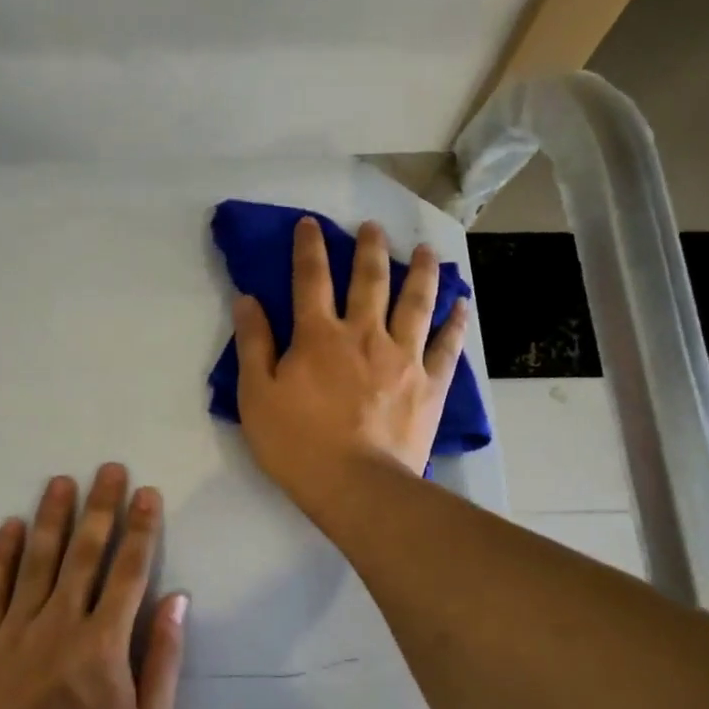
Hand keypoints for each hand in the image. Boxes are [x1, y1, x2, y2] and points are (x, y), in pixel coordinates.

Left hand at [0, 464, 187, 708]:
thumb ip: (164, 658)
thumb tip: (177, 600)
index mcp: (105, 640)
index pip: (129, 569)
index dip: (141, 528)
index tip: (147, 493)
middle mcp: (61, 621)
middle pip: (85, 552)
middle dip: (100, 507)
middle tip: (108, 469)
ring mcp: (16, 630)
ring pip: (37, 560)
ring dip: (51, 517)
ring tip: (61, 481)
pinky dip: (1, 555)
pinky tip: (9, 526)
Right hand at [233, 217, 467, 517]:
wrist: (357, 485)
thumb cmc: (298, 445)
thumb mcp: (256, 396)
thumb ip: (253, 344)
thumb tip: (247, 299)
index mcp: (319, 336)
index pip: (311, 279)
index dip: (308, 247)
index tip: (310, 223)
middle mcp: (364, 334)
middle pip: (370, 280)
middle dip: (370, 248)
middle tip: (373, 227)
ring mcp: (403, 357)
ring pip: (416, 302)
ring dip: (421, 272)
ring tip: (426, 251)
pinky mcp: (430, 383)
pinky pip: (448, 345)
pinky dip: (455, 322)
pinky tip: (462, 305)